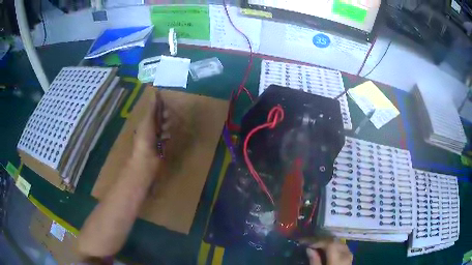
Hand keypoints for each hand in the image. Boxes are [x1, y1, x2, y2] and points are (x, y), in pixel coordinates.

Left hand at [134, 91, 169, 158]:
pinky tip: (167, 138)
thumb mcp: (148, 120)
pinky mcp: (161, 146)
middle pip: (159, 118)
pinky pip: (166, 137)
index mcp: (145, 121)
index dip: (160, 106)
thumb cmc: (145, 139)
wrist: (146, 160)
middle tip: (166, 118)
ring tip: (165, 130)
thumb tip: (155, 91)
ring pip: (164, 127)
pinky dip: (167, 136)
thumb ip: (152, 107)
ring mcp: (155, 138)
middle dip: (164, 117)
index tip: (165, 105)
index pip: (153, 109)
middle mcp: (149, 128)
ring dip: (166, 127)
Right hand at [306, 239, 352, 264]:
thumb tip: (309, 248)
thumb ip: (314, 261)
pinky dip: (335, 246)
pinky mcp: (350, 259)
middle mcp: (346, 255)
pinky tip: (328, 250)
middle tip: (310, 242)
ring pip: (340, 243)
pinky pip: (343, 248)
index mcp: (338, 259)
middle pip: (335, 241)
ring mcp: (350, 257)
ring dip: (329, 243)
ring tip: (318, 245)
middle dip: (322, 240)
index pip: (329, 243)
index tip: (306, 242)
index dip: (317, 241)